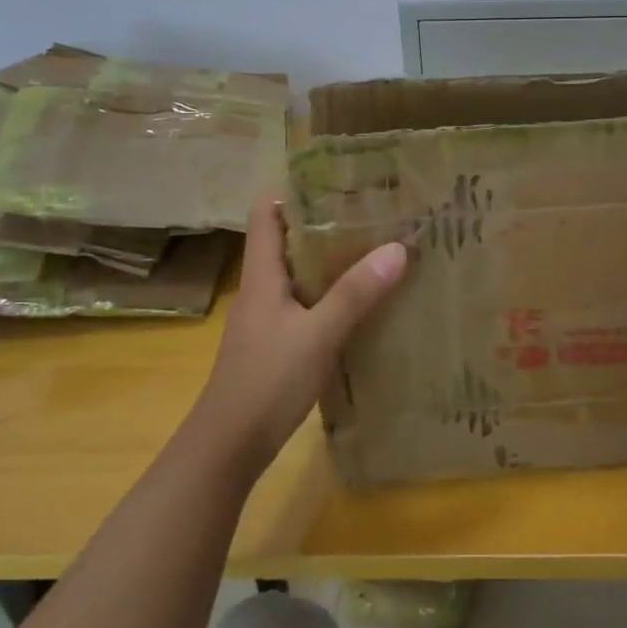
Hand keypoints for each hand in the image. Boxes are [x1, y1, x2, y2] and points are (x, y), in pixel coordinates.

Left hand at [189, 193, 407, 477]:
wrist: (229, 447)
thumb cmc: (267, 381)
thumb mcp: (318, 334)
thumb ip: (355, 293)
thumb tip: (397, 247)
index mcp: (262, 276)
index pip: (266, 214)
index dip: (293, 191)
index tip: (336, 180)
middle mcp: (263, 290)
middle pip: (289, 241)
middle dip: (327, 224)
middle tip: (373, 213)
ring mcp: (269, 319)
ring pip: (302, 276)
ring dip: (334, 263)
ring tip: (378, 250)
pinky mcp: (279, 345)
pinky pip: (309, 307)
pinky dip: (334, 298)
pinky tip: (365, 304)